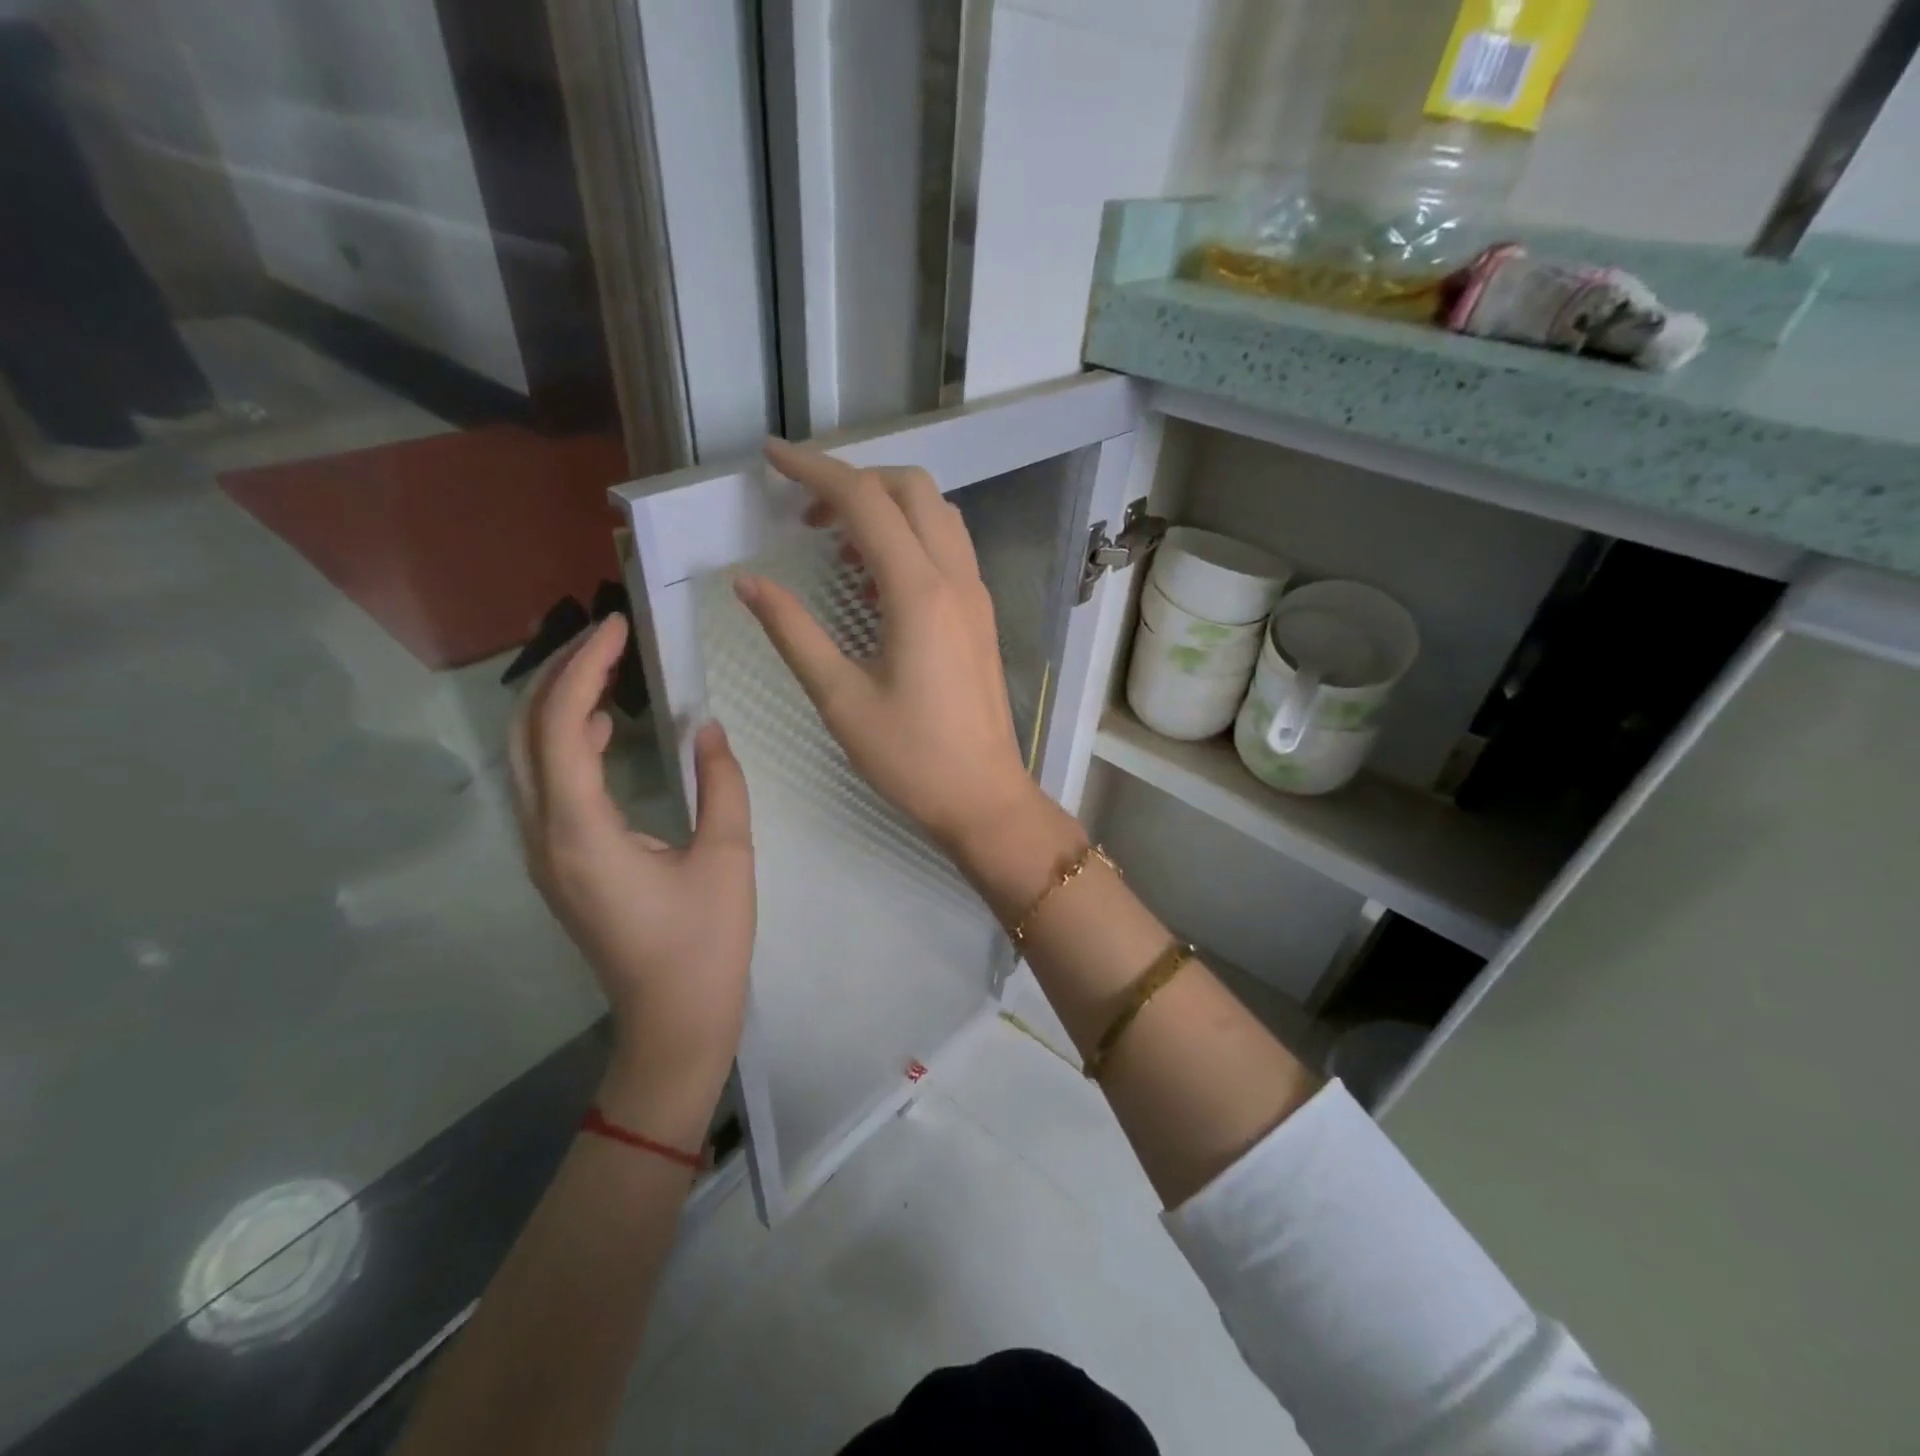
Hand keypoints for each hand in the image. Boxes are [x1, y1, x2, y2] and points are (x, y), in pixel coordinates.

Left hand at [509, 615, 754, 1124]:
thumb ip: (721, 783)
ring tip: (608, 669)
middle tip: (608, 638)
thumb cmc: (705, 945)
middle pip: (527, 734)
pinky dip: (568, 743)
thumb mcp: (728, 858)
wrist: (672, 1023)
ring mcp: (545, 854)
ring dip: (561, 706)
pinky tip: (608, 730)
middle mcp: (546, 837)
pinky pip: (547, 786)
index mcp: (582, 832)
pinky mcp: (559, 865)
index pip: (564, 727)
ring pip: (529, 759)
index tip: (618, 628)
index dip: (586, 669)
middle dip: (561, 675)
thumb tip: (709, 728)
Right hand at [734, 439, 1046, 855]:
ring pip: (936, 513)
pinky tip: (874, 579)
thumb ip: (793, 631)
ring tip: (837, 542)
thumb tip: (748, 582)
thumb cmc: (909, 757)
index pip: (865, 500)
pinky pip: (948, 548)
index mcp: (918, 592)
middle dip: (855, 481)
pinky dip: (910, 537)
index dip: (815, 470)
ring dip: (887, 506)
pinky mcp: (981, 614)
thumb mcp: (839, 697)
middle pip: (911, 488)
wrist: (983, 797)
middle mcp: (955, 579)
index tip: (771, 457)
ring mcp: (976, 594)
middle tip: (806, 513)